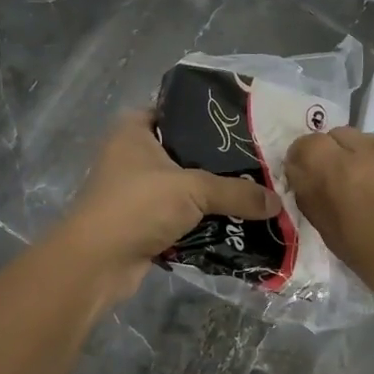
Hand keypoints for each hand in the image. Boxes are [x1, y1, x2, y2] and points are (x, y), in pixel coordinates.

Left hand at [53, 112, 279, 302]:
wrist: (96, 264)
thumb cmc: (137, 206)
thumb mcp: (193, 190)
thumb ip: (237, 192)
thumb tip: (277, 202)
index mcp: (134, 130)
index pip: (176, 110)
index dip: (207, 115)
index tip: (243, 124)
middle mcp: (132, 155)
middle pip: (185, 151)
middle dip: (219, 161)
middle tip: (259, 161)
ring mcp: (136, 191)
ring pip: (184, 187)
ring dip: (213, 195)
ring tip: (255, 192)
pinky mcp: (142, 223)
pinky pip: (181, 216)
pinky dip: (202, 221)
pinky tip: (235, 222)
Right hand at [286, 128, 373, 331]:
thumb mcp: (340, 243)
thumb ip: (317, 204)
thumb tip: (306, 183)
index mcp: (340, 173)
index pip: (305, 144)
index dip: (303, 162)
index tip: (309, 183)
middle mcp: (369, 150)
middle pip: (336, 136)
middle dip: (332, 157)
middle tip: (342, 189)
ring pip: (368, 141)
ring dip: (362, 160)